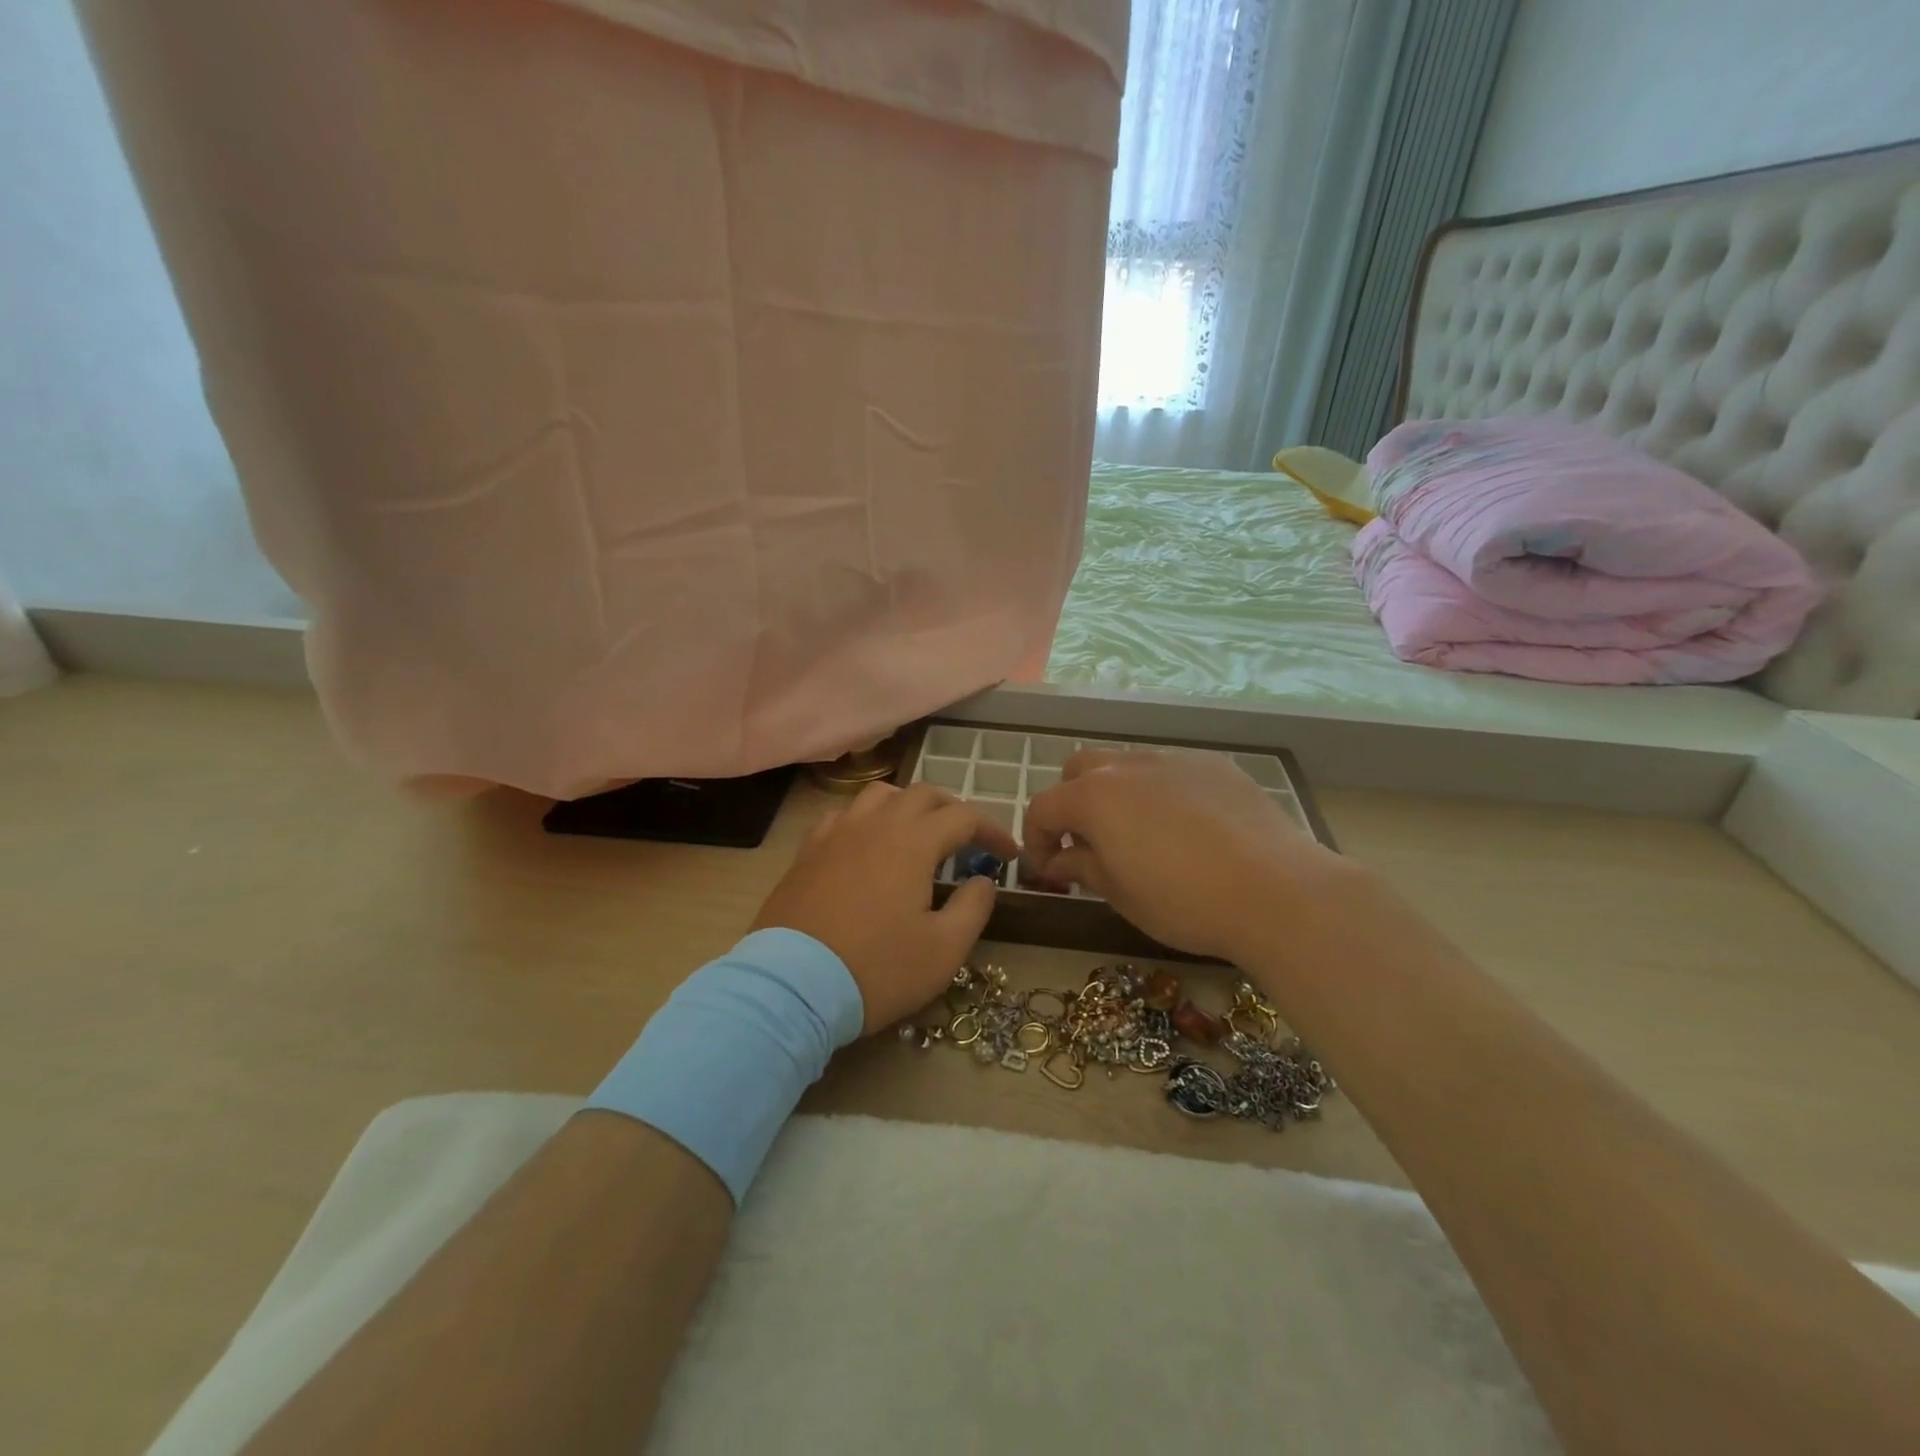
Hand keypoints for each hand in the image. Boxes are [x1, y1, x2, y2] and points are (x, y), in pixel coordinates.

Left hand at [752, 782, 1018, 1034]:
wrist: (791, 987)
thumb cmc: (877, 969)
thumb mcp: (944, 950)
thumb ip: (973, 907)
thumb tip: (982, 879)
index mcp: (913, 842)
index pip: (964, 817)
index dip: (992, 830)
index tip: (1008, 854)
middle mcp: (875, 825)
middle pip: (923, 794)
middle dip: (953, 810)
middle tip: (968, 840)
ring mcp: (836, 834)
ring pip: (879, 795)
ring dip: (908, 806)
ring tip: (918, 832)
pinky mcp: (807, 852)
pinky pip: (843, 816)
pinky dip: (866, 820)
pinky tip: (867, 845)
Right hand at [1020, 749, 1346, 961]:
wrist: (1277, 891)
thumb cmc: (1185, 901)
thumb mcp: (1121, 894)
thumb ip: (1082, 866)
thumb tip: (1059, 859)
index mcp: (1094, 797)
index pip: (1043, 807)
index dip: (1036, 839)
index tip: (1047, 869)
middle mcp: (1127, 766)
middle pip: (1078, 770)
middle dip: (1070, 803)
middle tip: (1086, 843)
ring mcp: (1174, 759)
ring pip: (1126, 764)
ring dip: (1115, 793)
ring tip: (1138, 833)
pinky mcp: (1215, 765)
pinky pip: (1171, 770)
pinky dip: (1161, 792)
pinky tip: (1187, 828)